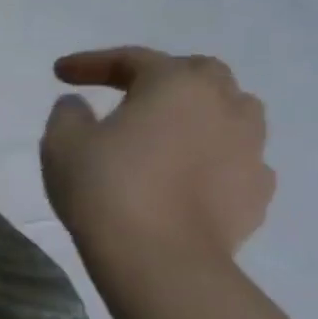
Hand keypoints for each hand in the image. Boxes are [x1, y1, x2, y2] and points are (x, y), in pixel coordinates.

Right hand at [40, 47, 273, 269]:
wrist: (160, 258)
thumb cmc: (105, 188)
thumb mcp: (62, 142)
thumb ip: (68, 113)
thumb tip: (79, 105)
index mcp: (175, 85)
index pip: (132, 59)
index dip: (92, 63)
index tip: (60, 74)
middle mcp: (224, 105)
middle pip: (198, 74)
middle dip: (161, 76)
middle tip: (127, 92)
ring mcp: (250, 149)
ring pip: (231, 112)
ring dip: (197, 113)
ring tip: (166, 131)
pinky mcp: (257, 191)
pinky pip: (235, 158)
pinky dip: (211, 156)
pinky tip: (186, 174)